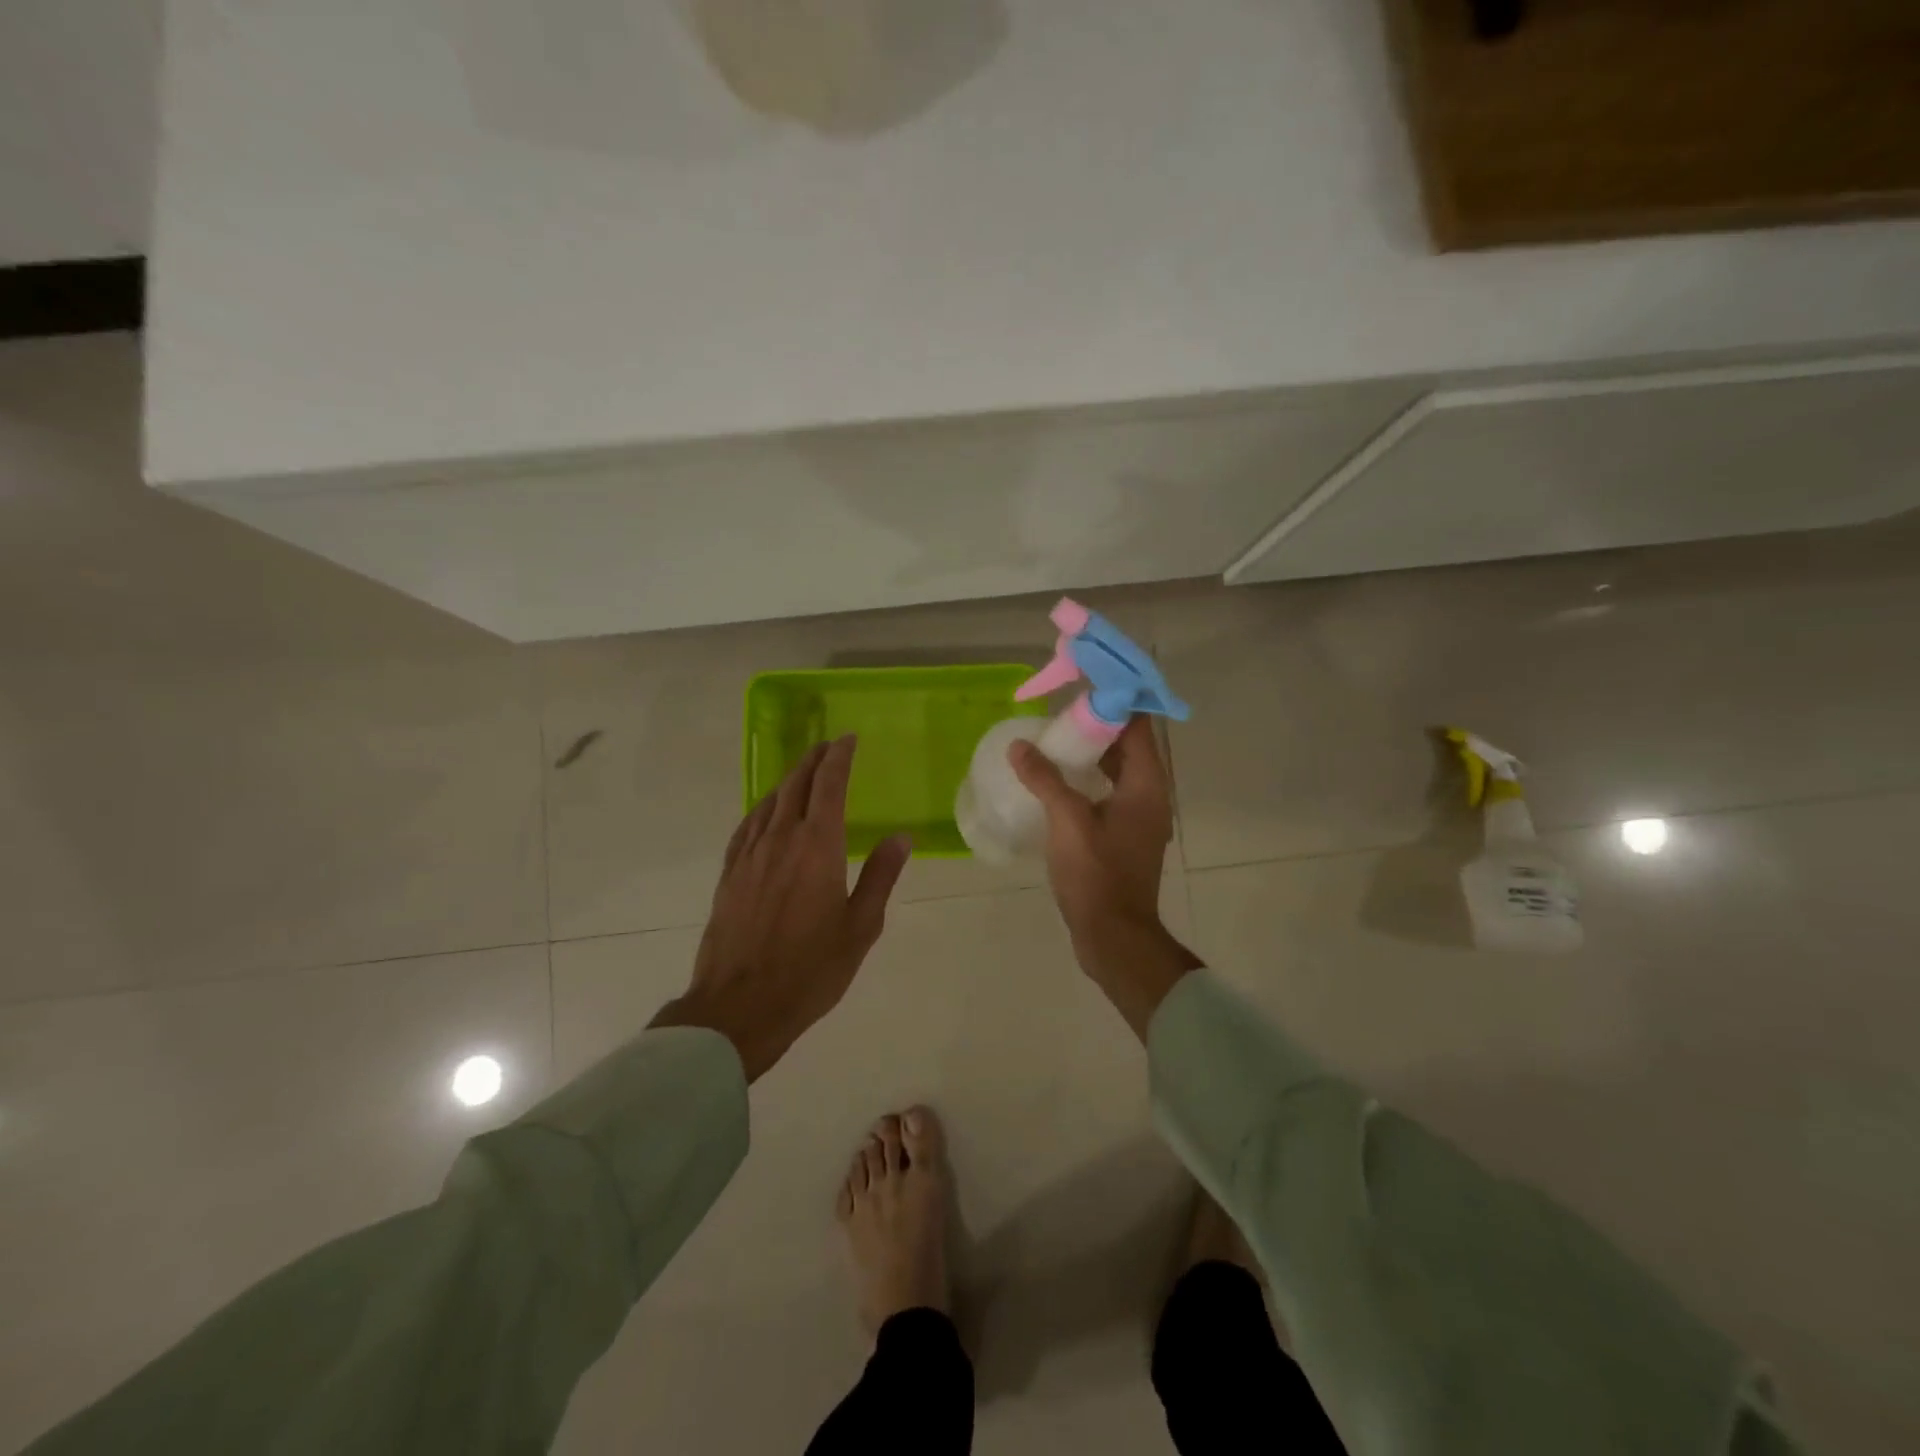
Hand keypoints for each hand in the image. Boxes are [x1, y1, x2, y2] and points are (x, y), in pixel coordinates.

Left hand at [651, 736, 910, 1080]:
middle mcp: (781, 840)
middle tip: (828, 746)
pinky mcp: (729, 874)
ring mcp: (750, 856)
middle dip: (813, 760)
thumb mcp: (860, 927)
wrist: (740, 1006)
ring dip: (789, 780)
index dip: (839, 757)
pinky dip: (762, 808)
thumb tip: (901, 837)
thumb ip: (880, 876)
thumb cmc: (810, 970)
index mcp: (818, 847)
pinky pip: (747, 826)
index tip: (847, 739)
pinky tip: (766, 811)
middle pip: (796, 785)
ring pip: (770, 802)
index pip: (829, 785)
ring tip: (802, 771)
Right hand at [1009, 718, 1200, 1038]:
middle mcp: (1150, 796)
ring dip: (1092, 753)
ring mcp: (1138, 819)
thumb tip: (1021, 747)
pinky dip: (1089, 780)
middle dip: (1098, 725)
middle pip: (1129, 746)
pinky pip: (1109, 794)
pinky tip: (1057, 782)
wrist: (1113, 936)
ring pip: (1119, 771)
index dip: (1115, 701)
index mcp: (1146, 786)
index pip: (1138, 726)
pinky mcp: (1124, 838)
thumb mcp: (1067, 822)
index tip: (1085, 684)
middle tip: (1060, 711)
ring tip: (1054, 740)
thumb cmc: (1096, 875)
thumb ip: (1045, 780)